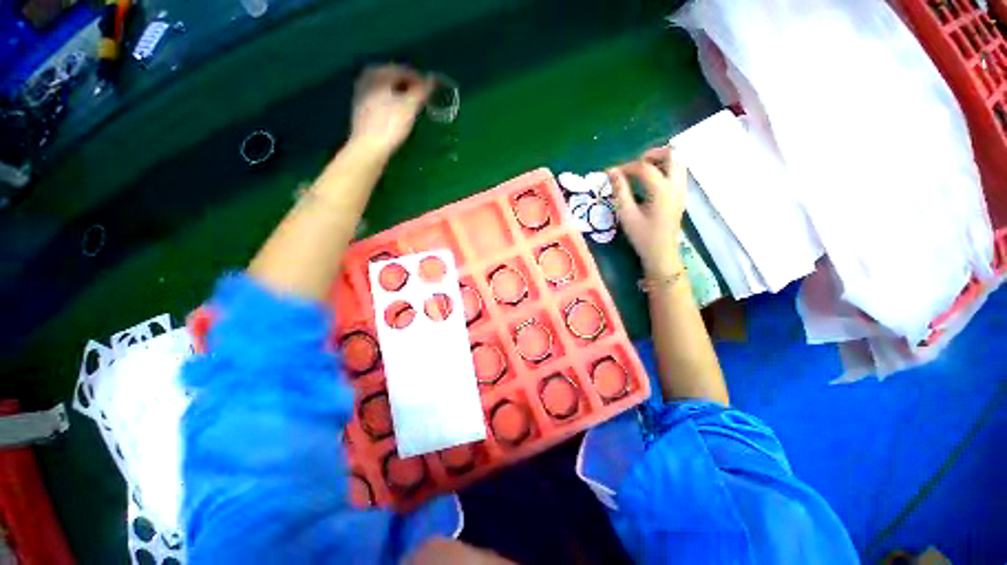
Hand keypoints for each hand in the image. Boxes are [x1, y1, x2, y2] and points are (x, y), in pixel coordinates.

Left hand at [350, 64, 432, 157]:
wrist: (368, 147)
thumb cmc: (390, 125)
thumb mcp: (409, 107)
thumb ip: (421, 91)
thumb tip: (432, 79)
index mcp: (378, 74)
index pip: (402, 69)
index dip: (418, 77)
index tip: (430, 88)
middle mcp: (367, 79)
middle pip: (391, 76)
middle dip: (407, 84)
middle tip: (421, 95)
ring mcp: (361, 94)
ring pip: (385, 87)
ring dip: (399, 92)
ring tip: (411, 103)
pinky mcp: (361, 109)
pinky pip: (379, 97)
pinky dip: (390, 100)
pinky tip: (397, 111)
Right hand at [608, 147, 686, 275]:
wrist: (662, 254)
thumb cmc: (642, 236)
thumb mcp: (627, 215)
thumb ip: (620, 191)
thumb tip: (611, 172)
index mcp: (661, 190)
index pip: (645, 167)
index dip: (627, 166)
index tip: (613, 172)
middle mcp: (676, 185)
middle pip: (671, 155)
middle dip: (651, 154)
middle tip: (634, 165)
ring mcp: (682, 190)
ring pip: (678, 162)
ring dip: (660, 160)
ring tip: (642, 171)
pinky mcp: (682, 195)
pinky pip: (678, 172)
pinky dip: (666, 168)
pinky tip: (652, 181)